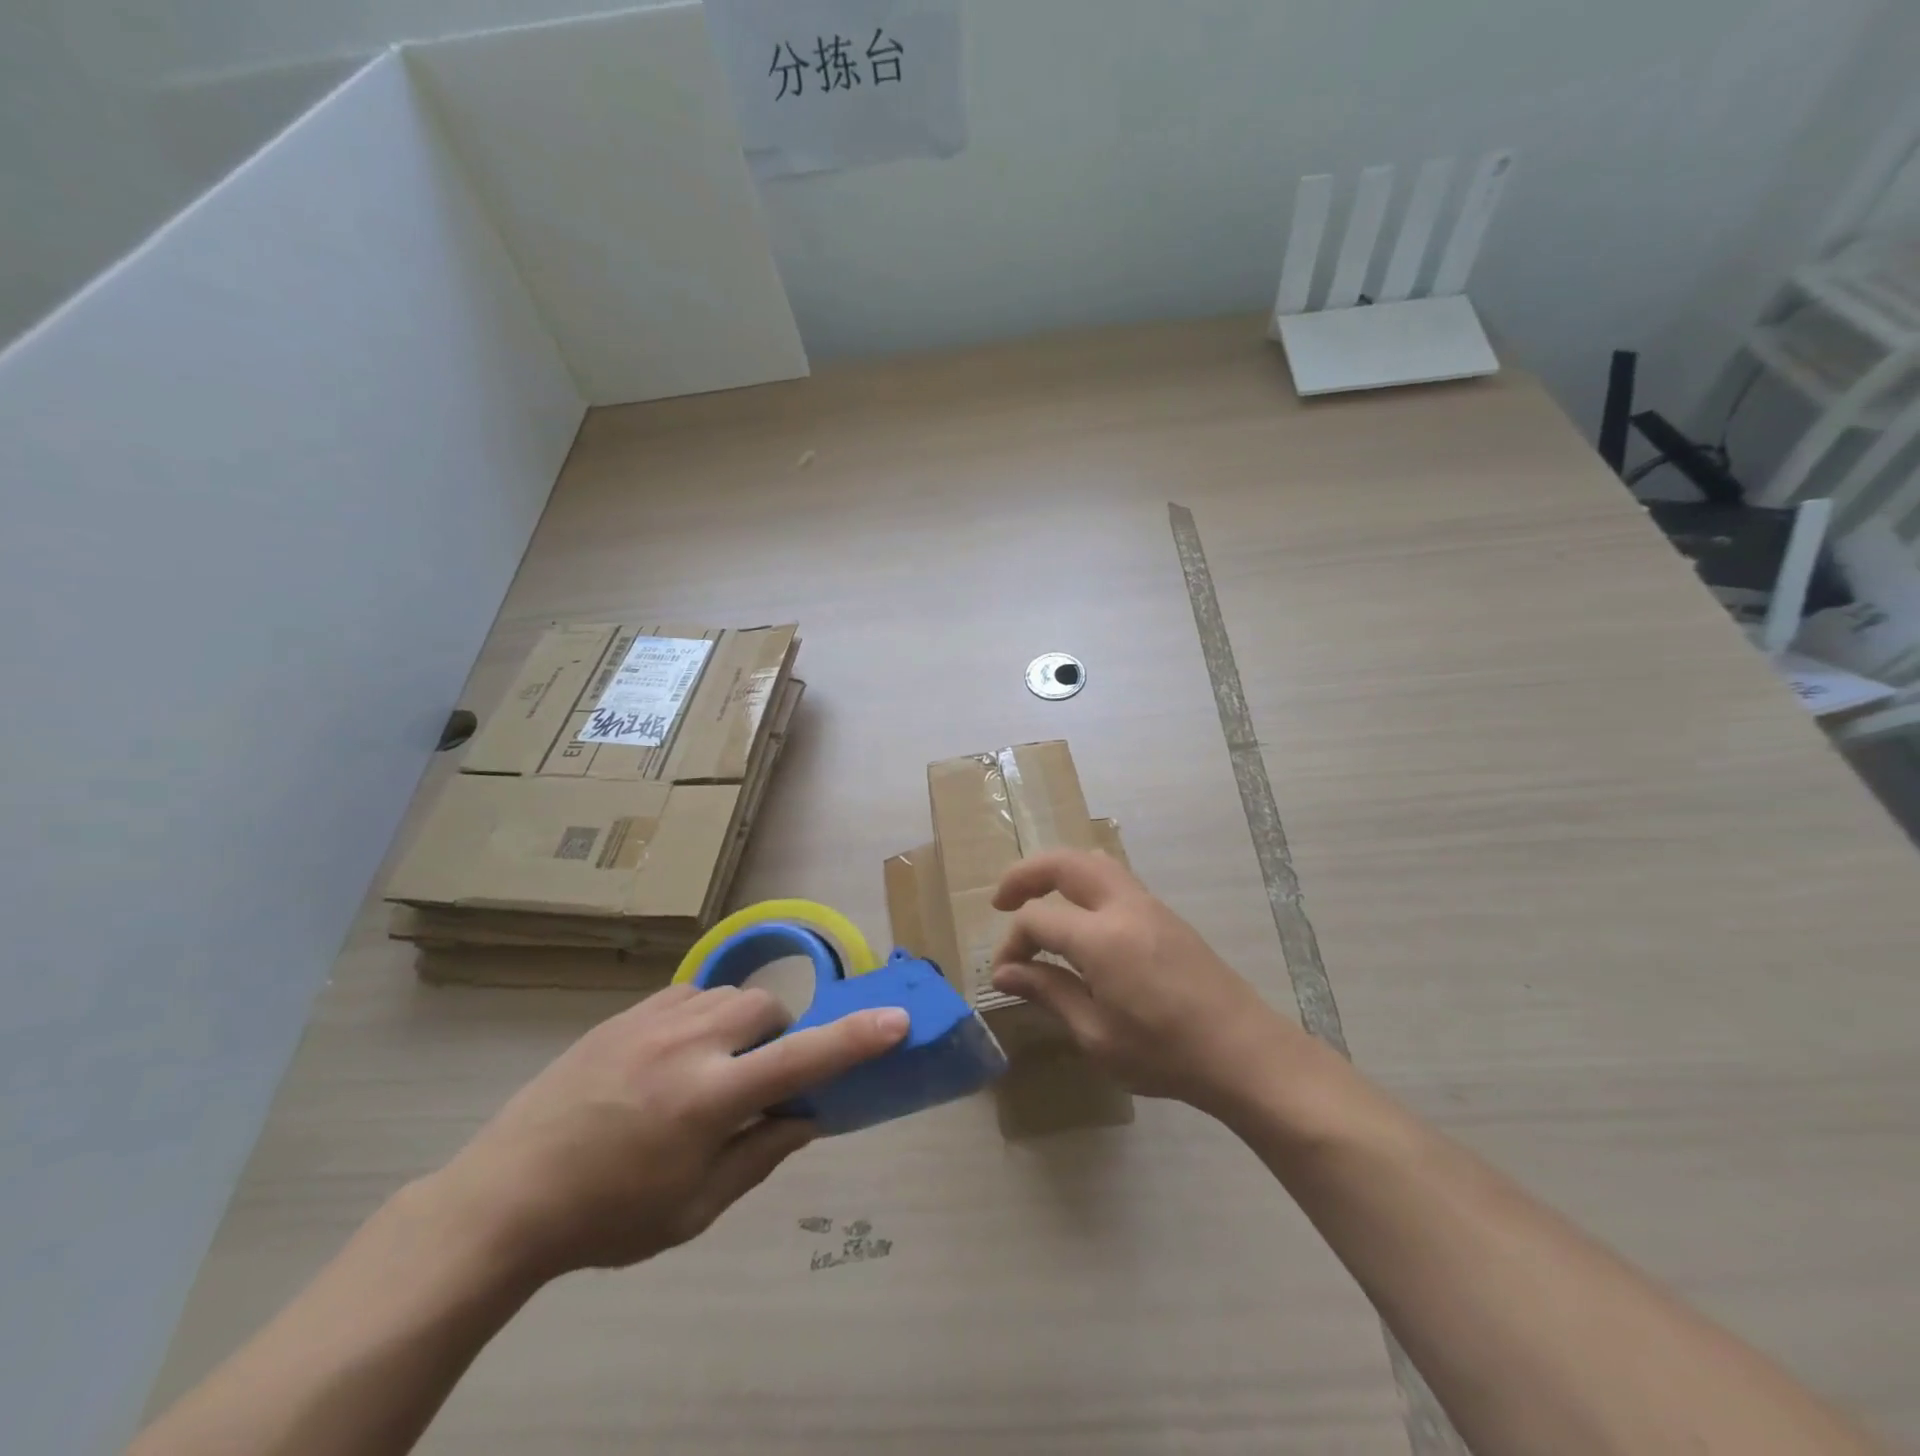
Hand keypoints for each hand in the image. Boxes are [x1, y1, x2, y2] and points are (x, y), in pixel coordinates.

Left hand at [433, 985, 907, 1280]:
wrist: (506, 1193)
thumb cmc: (607, 1216)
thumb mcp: (694, 1208)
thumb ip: (762, 1155)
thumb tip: (809, 1116)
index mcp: (709, 1099)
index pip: (801, 1059)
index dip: (856, 1039)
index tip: (897, 1020)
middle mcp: (689, 1043)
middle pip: (768, 1008)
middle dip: (778, 1036)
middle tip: (754, 1079)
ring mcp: (654, 1018)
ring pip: (730, 995)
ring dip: (741, 1026)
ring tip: (710, 1069)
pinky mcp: (628, 1011)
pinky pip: (692, 994)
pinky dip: (704, 1018)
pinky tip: (673, 1057)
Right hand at [989, 850, 1301, 1115]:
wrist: (1243, 1052)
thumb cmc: (1165, 1054)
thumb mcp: (1096, 1035)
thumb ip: (1048, 993)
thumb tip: (1004, 973)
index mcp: (1101, 939)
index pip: (1038, 919)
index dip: (1012, 943)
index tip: (1005, 974)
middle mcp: (1123, 907)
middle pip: (1064, 863)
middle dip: (1025, 874)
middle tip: (1001, 900)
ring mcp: (1148, 904)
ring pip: (1092, 861)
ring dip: (1056, 870)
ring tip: (1036, 898)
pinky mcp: (1164, 914)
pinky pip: (1114, 877)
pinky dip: (1084, 881)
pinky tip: (1079, 916)